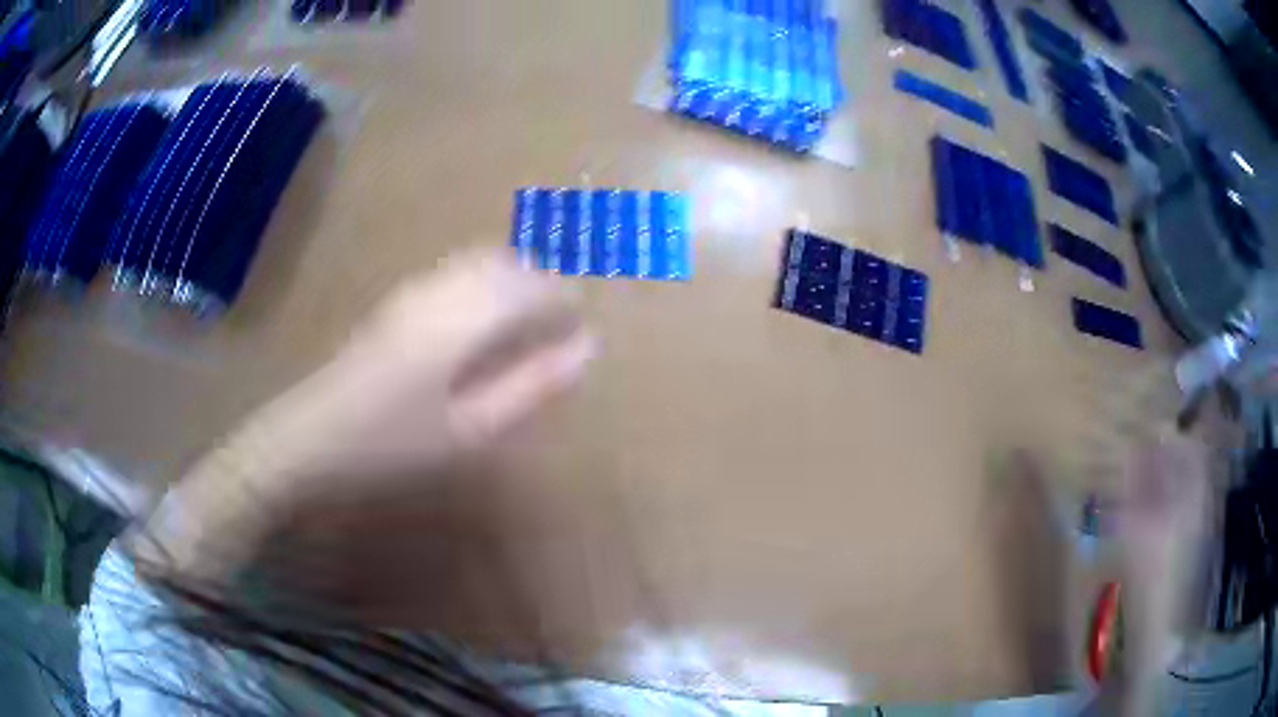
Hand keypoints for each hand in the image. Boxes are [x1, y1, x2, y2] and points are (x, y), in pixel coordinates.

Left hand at [259, 248, 595, 494]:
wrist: (311, 435)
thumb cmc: (394, 441)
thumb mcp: (471, 428)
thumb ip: (532, 385)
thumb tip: (587, 349)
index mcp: (466, 316)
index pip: (533, 285)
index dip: (565, 297)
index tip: (584, 322)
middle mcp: (443, 288)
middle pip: (507, 262)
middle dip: (543, 280)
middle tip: (563, 316)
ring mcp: (415, 290)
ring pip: (480, 261)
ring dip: (514, 278)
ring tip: (530, 318)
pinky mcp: (397, 301)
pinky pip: (456, 272)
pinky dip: (485, 282)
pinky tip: (482, 318)